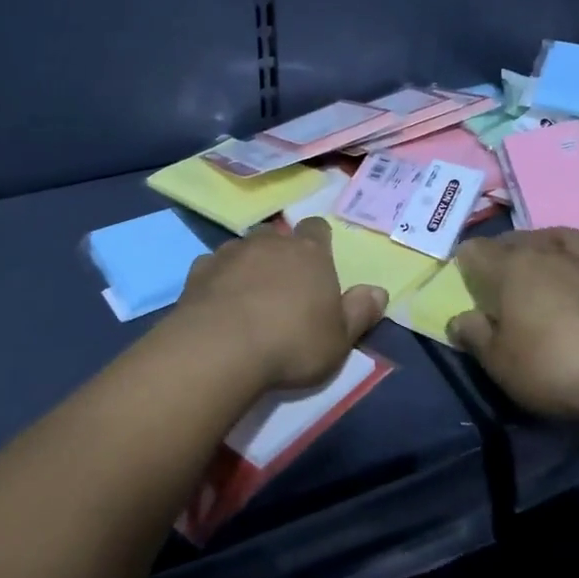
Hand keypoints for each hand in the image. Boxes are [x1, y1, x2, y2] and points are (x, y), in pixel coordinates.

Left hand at [175, 219, 385, 391]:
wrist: (220, 349)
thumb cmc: (291, 343)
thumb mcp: (339, 339)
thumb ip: (360, 312)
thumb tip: (379, 291)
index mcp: (309, 253)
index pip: (317, 228)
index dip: (318, 241)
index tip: (318, 260)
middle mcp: (271, 243)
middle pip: (278, 235)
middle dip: (280, 252)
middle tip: (283, 283)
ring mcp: (231, 253)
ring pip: (243, 247)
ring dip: (247, 264)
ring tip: (248, 294)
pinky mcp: (199, 271)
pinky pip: (212, 266)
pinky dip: (217, 279)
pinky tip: (217, 302)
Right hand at [449, 229, 578, 421]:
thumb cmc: (552, 366)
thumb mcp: (499, 362)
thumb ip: (475, 336)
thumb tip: (459, 319)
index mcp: (511, 269)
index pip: (477, 250)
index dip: (466, 261)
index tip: (464, 279)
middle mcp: (548, 255)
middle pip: (519, 239)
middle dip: (504, 250)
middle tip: (499, 275)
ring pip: (565, 236)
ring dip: (551, 242)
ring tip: (545, 255)